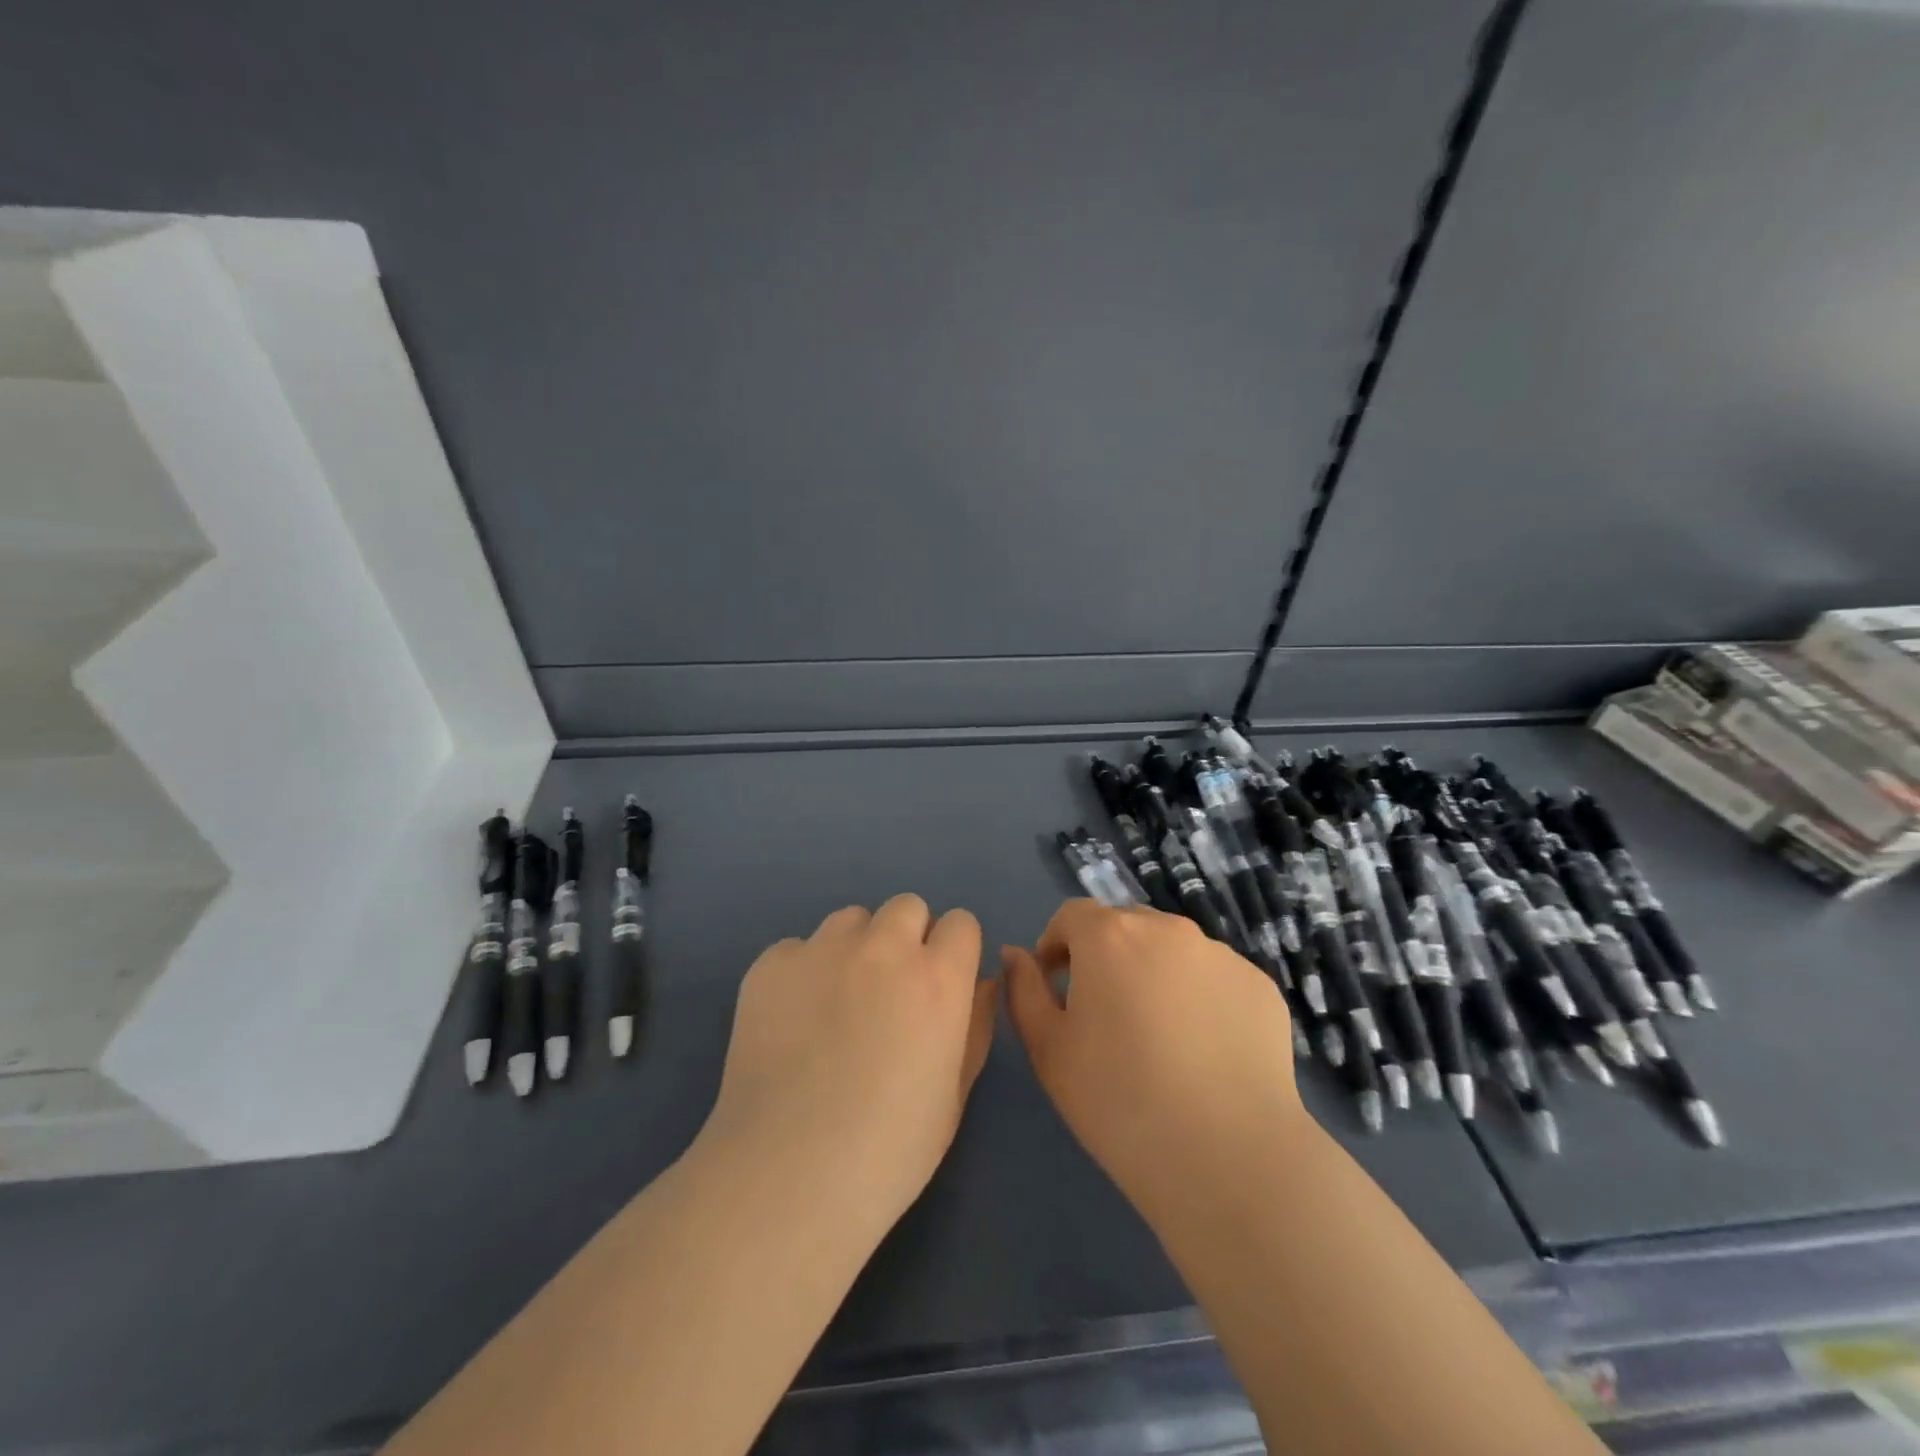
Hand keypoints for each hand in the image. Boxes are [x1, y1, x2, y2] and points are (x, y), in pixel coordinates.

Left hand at [697, 894, 998, 1239]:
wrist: (787, 1175)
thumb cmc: (889, 1149)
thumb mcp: (954, 1094)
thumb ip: (976, 1026)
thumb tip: (980, 982)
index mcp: (937, 977)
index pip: (960, 923)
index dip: (953, 952)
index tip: (939, 986)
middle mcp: (883, 947)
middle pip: (906, 907)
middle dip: (906, 938)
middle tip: (889, 992)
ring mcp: (822, 949)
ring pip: (851, 920)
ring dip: (855, 948)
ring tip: (835, 1004)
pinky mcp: (771, 964)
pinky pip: (798, 948)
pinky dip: (803, 973)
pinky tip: (792, 1022)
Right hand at [1003, 900, 1306, 1226]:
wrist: (1226, 1155)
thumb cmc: (1118, 1099)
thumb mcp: (1047, 1048)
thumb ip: (1023, 990)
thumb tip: (1016, 955)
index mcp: (1110, 935)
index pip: (1072, 915)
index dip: (1056, 945)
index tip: (1056, 986)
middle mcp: (1167, 929)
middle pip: (1125, 926)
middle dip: (1107, 956)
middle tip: (1106, 1014)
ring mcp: (1220, 955)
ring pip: (1173, 950)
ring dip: (1155, 974)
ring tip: (1160, 1036)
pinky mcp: (1260, 987)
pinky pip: (1215, 978)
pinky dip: (1200, 998)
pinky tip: (1203, 1051)